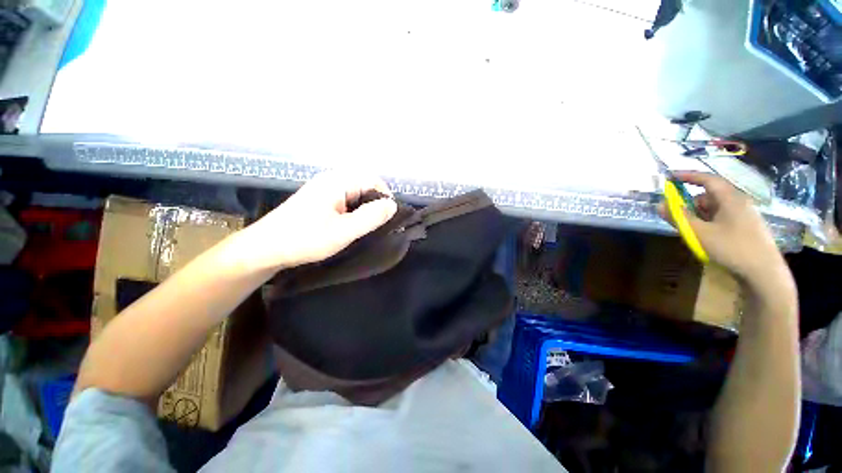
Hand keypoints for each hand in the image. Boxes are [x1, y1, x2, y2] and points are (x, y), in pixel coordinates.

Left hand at [238, 171, 397, 270]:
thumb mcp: (344, 231)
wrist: (265, 249)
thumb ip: (371, 217)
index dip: (385, 198)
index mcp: (337, 181)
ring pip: (356, 194)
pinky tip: (351, 226)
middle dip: (375, 204)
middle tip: (377, 226)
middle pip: (365, 185)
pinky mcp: (320, 199)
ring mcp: (324, 189)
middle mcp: (331, 179)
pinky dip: (354, 212)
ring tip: (365, 228)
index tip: (388, 219)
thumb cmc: (305, 239)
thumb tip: (393, 205)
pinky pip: (346, 200)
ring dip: (365, 209)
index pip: (373, 180)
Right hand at [657, 172, 787, 286]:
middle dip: (691, 202)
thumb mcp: (699, 234)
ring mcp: (745, 215)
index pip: (708, 179)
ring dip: (699, 214)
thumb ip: (678, 218)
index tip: (671, 176)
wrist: (764, 273)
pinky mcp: (746, 227)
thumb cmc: (731, 248)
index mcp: (730, 198)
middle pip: (710, 195)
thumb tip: (660, 205)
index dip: (688, 176)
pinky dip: (709, 222)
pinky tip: (705, 236)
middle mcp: (739, 202)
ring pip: (716, 208)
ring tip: (690, 230)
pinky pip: (722, 217)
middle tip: (676, 214)